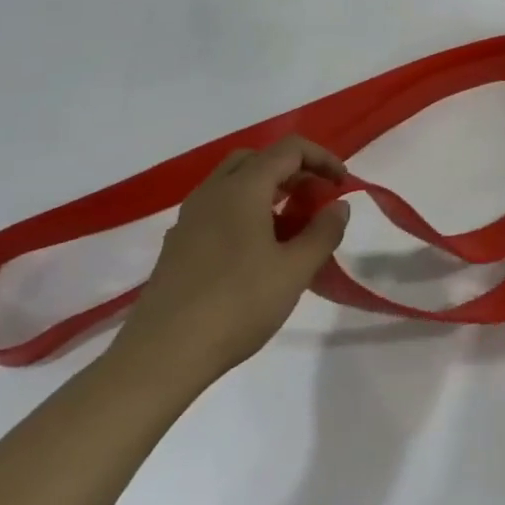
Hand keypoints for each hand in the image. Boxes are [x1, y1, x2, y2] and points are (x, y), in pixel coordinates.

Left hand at [110, 136, 349, 379]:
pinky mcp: (178, 244)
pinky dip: (245, 212)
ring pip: (234, 183)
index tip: (343, 185)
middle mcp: (212, 191)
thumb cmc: (237, 305)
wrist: (162, 355)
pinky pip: (217, 209)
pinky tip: (256, 252)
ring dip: (268, 191)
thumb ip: (323, 232)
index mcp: (242, 188)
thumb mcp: (294, 270)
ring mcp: (189, 217)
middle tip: (315, 200)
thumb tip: (338, 206)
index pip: (289, 149)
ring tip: (291, 228)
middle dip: (292, 171)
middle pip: (258, 159)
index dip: (322, 158)